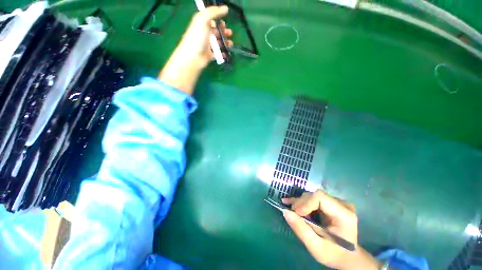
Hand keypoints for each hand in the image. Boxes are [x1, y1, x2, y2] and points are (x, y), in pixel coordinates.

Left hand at [158, 6, 232, 94]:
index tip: (224, 23)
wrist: (193, 57)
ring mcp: (207, 45)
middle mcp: (204, 33)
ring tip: (230, 44)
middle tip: (229, 33)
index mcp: (202, 24)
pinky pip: (218, 53)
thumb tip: (225, 8)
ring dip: (225, 42)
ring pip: (218, 42)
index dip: (219, 20)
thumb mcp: (203, 19)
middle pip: (216, 31)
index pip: (211, 19)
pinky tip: (226, 53)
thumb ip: (214, 12)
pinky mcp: (209, 55)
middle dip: (224, 32)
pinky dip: (223, 53)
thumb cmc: (197, 37)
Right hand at [282, 190, 381, 269]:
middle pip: (314, 196)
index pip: (320, 197)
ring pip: (312, 196)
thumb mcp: (317, 248)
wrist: (347, 257)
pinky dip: (302, 203)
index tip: (295, 214)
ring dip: (300, 204)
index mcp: (344, 215)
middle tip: (292, 215)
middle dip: (300, 204)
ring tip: (292, 213)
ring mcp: (336, 202)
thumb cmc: (334, 254)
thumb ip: (301, 230)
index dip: (305, 203)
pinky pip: (313, 199)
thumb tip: (285, 212)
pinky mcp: (330, 203)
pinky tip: (291, 203)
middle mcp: (341, 204)